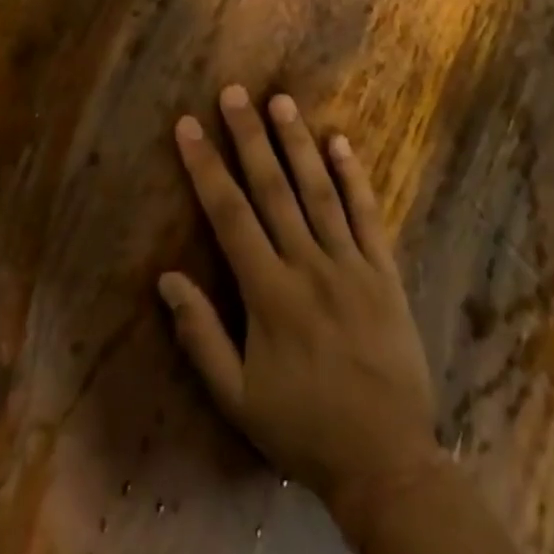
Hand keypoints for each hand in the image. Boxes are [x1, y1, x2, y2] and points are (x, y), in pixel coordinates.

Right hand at [160, 87, 439, 521]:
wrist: (385, 461)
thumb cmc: (303, 428)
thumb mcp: (238, 398)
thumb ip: (200, 336)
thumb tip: (167, 278)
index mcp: (268, 293)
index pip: (229, 214)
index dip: (206, 167)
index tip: (188, 127)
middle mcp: (308, 266)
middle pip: (272, 188)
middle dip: (249, 137)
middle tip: (234, 93)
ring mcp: (351, 264)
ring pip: (319, 191)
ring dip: (298, 144)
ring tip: (281, 102)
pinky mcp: (384, 272)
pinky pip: (367, 215)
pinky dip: (354, 176)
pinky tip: (340, 142)